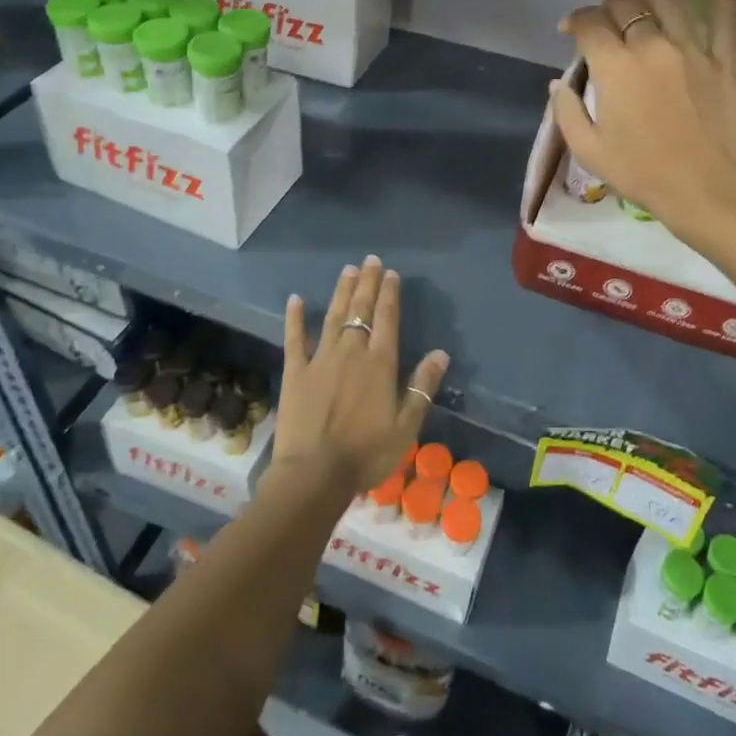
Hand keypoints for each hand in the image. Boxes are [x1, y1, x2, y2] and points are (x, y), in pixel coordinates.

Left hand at [270, 256, 448, 499]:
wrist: (315, 474)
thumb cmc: (366, 454)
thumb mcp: (406, 426)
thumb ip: (422, 387)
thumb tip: (440, 353)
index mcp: (380, 364)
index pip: (387, 319)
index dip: (389, 294)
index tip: (391, 274)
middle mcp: (351, 352)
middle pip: (361, 310)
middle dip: (367, 283)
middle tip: (370, 260)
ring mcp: (320, 359)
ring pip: (333, 317)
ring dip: (341, 292)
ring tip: (347, 270)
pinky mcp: (295, 372)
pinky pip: (294, 339)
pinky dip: (295, 318)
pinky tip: (295, 299)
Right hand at [552, 0, 735, 234]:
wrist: (706, 189)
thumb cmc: (641, 173)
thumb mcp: (588, 150)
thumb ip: (567, 112)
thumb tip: (559, 84)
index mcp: (615, 67)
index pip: (590, 24)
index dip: (575, 21)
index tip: (569, 30)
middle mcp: (652, 46)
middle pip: (627, 6)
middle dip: (608, 7)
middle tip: (603, 20)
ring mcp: (692, 49)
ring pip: (668, 4)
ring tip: (641, 5)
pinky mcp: (724, 61)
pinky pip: (724, 19)